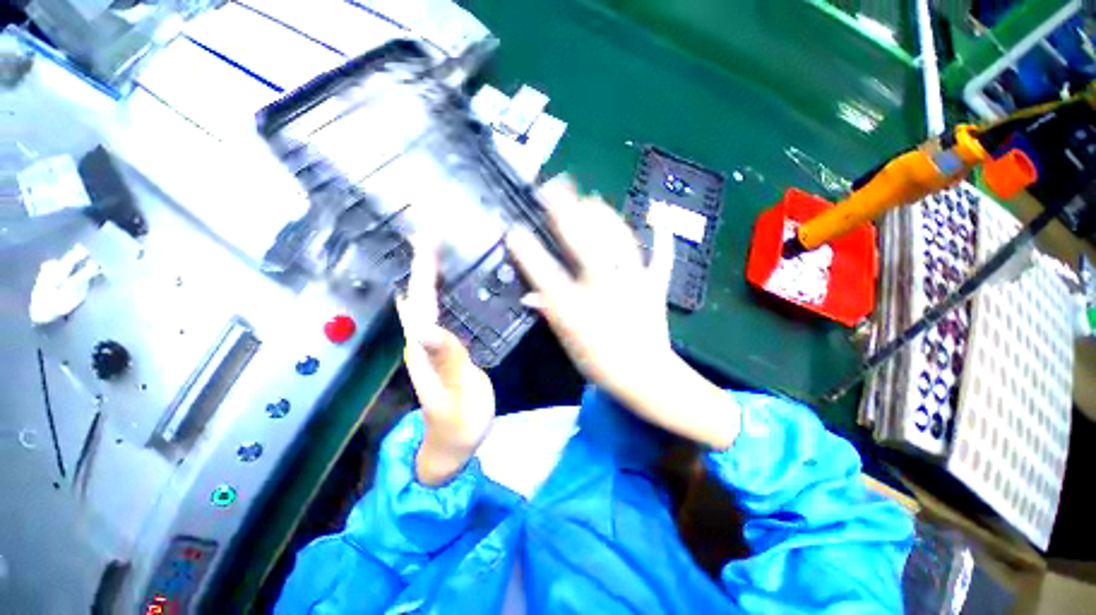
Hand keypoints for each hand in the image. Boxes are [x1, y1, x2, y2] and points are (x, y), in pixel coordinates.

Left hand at [396, 237, 494, 485]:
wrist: (455, 444)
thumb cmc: (459, 422)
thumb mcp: (456, 392)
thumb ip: (445, 359)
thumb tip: (424, 326)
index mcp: (424, 347)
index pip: (421, 300)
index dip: (423, 269)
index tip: (427, 238)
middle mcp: (424, 341)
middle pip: (422, 295)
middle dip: (425, 263)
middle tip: (435, 234)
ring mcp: (436, 345)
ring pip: (431, 303)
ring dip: (434, 275)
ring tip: (442, 251)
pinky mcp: (449, 349)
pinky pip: (446, 314)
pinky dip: (447, 296)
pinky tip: (454, 287)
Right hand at [507, 177, 739, 448]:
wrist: (647, 379)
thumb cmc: (602, 363)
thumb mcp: (569, 341)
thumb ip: (549, 313)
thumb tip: (529, 293)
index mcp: (578, 311)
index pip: (546, 276)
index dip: (528, 252)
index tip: (514, 230)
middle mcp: (604, 292)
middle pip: (585, 247)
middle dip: (567, 215)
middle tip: (555, 188)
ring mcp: (633, 286)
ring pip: (620, 244)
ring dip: (604, 218)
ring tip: (592, 198)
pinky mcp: (655, 288)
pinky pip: (661, 258)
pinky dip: (662, 237)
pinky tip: (659, 215)